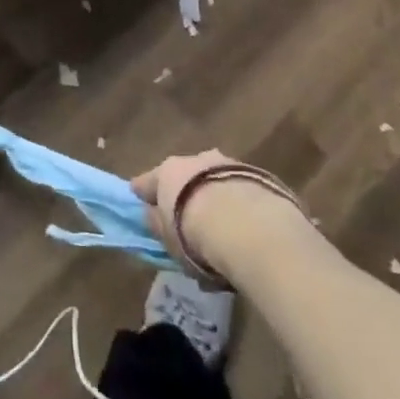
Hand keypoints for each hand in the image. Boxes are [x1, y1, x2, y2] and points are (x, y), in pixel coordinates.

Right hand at [131, 149, 312, 283]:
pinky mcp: (259, 176)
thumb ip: (157, 224)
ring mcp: (228, 164)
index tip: (140, 204)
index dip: (143, 195)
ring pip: (214, 182)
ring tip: (223, 233)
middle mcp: (196, 159)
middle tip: (189, 223)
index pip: (146, 182)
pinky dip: (239, 206)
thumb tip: (151, 215)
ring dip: (215, 199)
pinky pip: (240, 192)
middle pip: (184, 178)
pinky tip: (246, 231)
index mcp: (167, 171)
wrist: (250, 228)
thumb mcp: (168, 239)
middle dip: (185, 196)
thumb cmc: (195, 234)